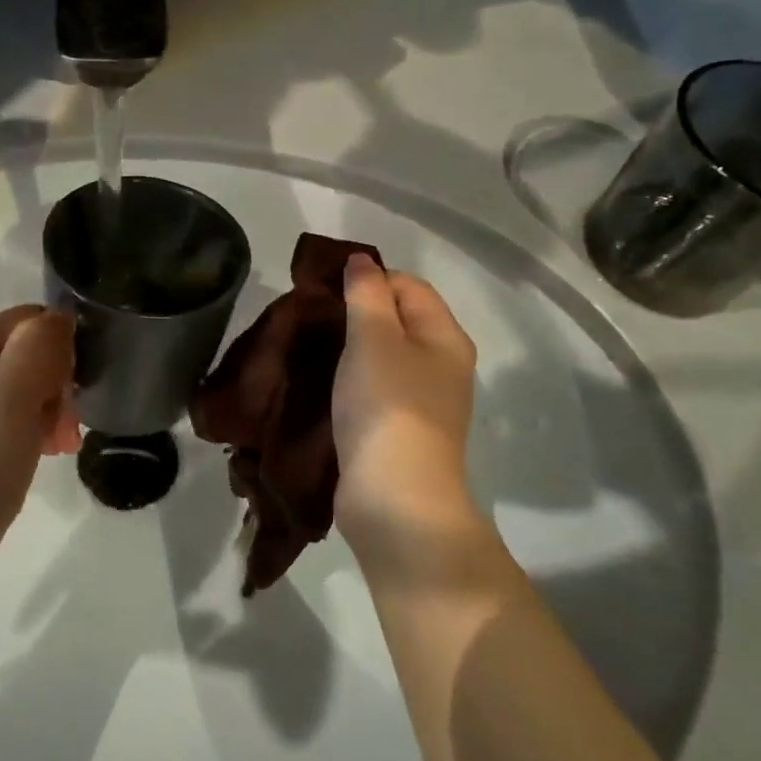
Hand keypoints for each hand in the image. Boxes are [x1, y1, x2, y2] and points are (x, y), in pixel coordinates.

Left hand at [0, 306, 79, 600]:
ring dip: (56, 409)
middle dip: (62, 381)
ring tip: (64, 445)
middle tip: (71, 422)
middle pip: (33, 353)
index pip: (32, 319)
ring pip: (32, 388)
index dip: (62, 343)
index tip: (78, 381)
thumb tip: (63, 316)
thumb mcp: (11, 397)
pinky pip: (21, 419)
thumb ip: (37, 348)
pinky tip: (48, 454)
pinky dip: (41, 430)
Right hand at [333, 255, 484, 566]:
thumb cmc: (387, 408)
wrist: (396, 499)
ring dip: (352, 348)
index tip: (326, 290)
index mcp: (445, 337)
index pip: (409, 285)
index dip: (370, 279)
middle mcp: (443, 365)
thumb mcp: (373, 338)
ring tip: (314, 347)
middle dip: (357, 312)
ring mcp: (425, 402)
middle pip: (399, 319)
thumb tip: (362, 260)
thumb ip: (367, 294)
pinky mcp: (402, 431)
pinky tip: (326, 384)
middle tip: (315, 318)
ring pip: (385, 355)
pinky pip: (376, 388)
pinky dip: (353, 379)